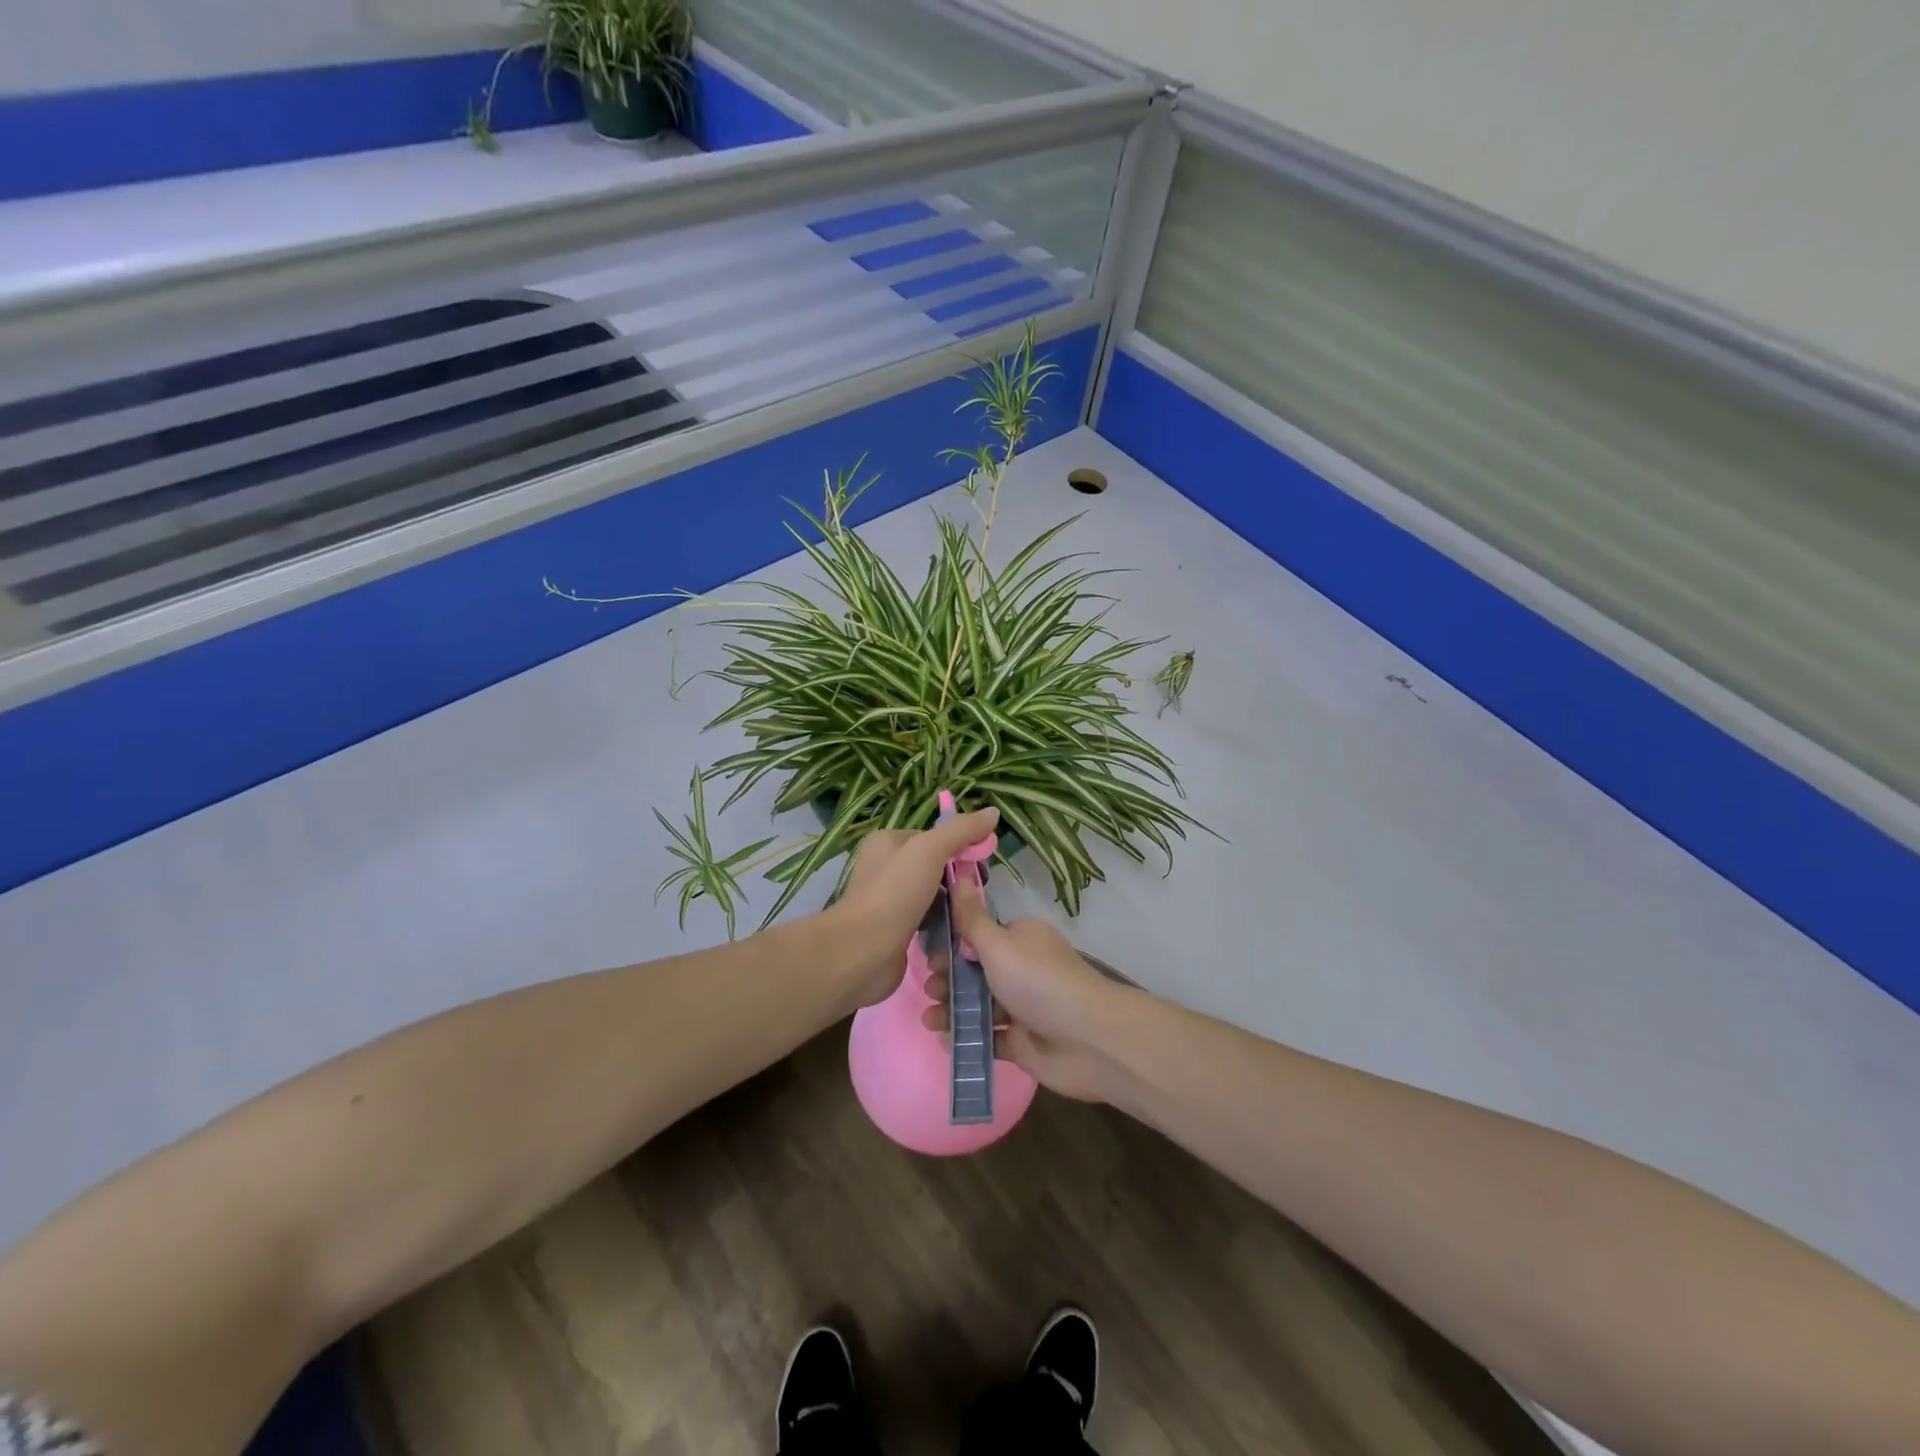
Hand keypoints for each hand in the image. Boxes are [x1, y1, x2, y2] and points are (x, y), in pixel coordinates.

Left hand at [831, 809, 1000, 1005]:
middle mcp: (885, 868)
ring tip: (971, 915)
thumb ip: (962, 830)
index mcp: (887, 842)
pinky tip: (958, 934)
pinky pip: (928, 922)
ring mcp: (890, 902)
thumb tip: (993, 812)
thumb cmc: (895, 892)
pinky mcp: (896, 931)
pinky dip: (943, 927)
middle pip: (935, 867)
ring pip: (933, 896)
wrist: (863, 951)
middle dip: (958, 879)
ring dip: (953, 905)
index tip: (982, 864)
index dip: (960, 847)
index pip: (933, 838)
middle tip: (978, 893)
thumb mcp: (930, 850)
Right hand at [923, 876, 1119, 1101]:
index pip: (980, 936)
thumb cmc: (1037, 982)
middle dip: (949, 979)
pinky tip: (944, 1040)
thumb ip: (971, 917)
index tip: (928, 956)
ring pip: (979, 1004)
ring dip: (951, 1010)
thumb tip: (958, 873)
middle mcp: (1023, 968)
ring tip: (929, 1020)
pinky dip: (967, 1037)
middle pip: (976, 971)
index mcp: (1020, 938)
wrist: (1087, 1040)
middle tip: (928, 989)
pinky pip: (988, 1036)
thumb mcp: (998, 944)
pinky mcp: (1023, 1041)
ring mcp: (1023, 1007)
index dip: (952, 945)